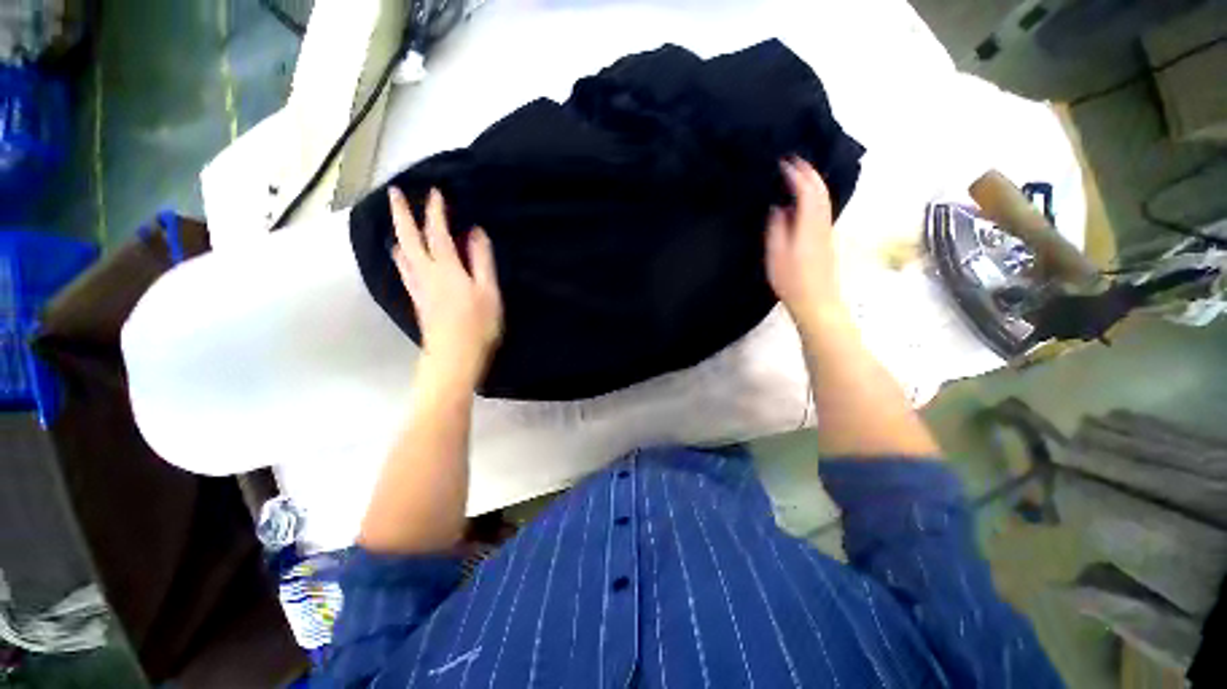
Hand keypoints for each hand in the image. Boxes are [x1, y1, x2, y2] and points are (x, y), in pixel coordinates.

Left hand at [390, 187, 502, 384]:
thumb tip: (475, 232)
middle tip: (395, 192)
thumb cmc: (478, 324)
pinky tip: (403, 258)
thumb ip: (482, 260)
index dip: (435, 210)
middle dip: (402, 213)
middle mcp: (425, 272)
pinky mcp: (417, 300)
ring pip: (402, 254)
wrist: (453, 356)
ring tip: (397, 223)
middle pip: (409, 237)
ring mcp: (418, 287)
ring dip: (399, 234)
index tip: (435, 191)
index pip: (437, 232)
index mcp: (446, 268)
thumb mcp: (488, 290)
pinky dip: (402, 256)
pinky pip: (404, 270)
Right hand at [766, 158, 849, 333]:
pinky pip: (822, 209)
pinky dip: (814, 197)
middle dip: (809, 172)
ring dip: (813, 183)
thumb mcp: (777, 255)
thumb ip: (777, 228)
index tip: (784, 162)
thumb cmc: (792, 280)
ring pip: (824, 199)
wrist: (816, 301)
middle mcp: (822, 223)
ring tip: (798, 175)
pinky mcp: (826, 240)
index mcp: (809, 224)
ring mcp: (826, 232)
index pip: (807, 190)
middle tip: (794, 161)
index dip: (797, 174)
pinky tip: (803, 201)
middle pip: (821, 191)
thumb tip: (779, 208)